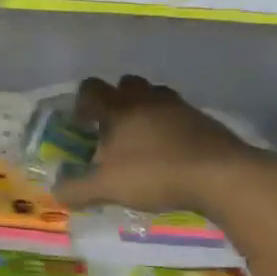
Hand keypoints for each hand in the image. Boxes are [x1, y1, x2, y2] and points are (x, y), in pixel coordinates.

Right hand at [55, 75, 270, 215]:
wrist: (222, 175)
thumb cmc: (155, 174)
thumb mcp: (107, 188)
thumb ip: (77, 189)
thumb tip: (55, 192)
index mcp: (118, 109)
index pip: (91, 89)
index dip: (82, 102)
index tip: (82, 123)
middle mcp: (146, 99)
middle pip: (126, 83)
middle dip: (117, 99)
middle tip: (114, 127)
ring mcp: (179, 107)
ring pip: (155, 95)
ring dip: (145, 108)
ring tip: (143, 138)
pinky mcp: (204, 120)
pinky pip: (180, 113)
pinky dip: (171, 125)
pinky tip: (171, 151)